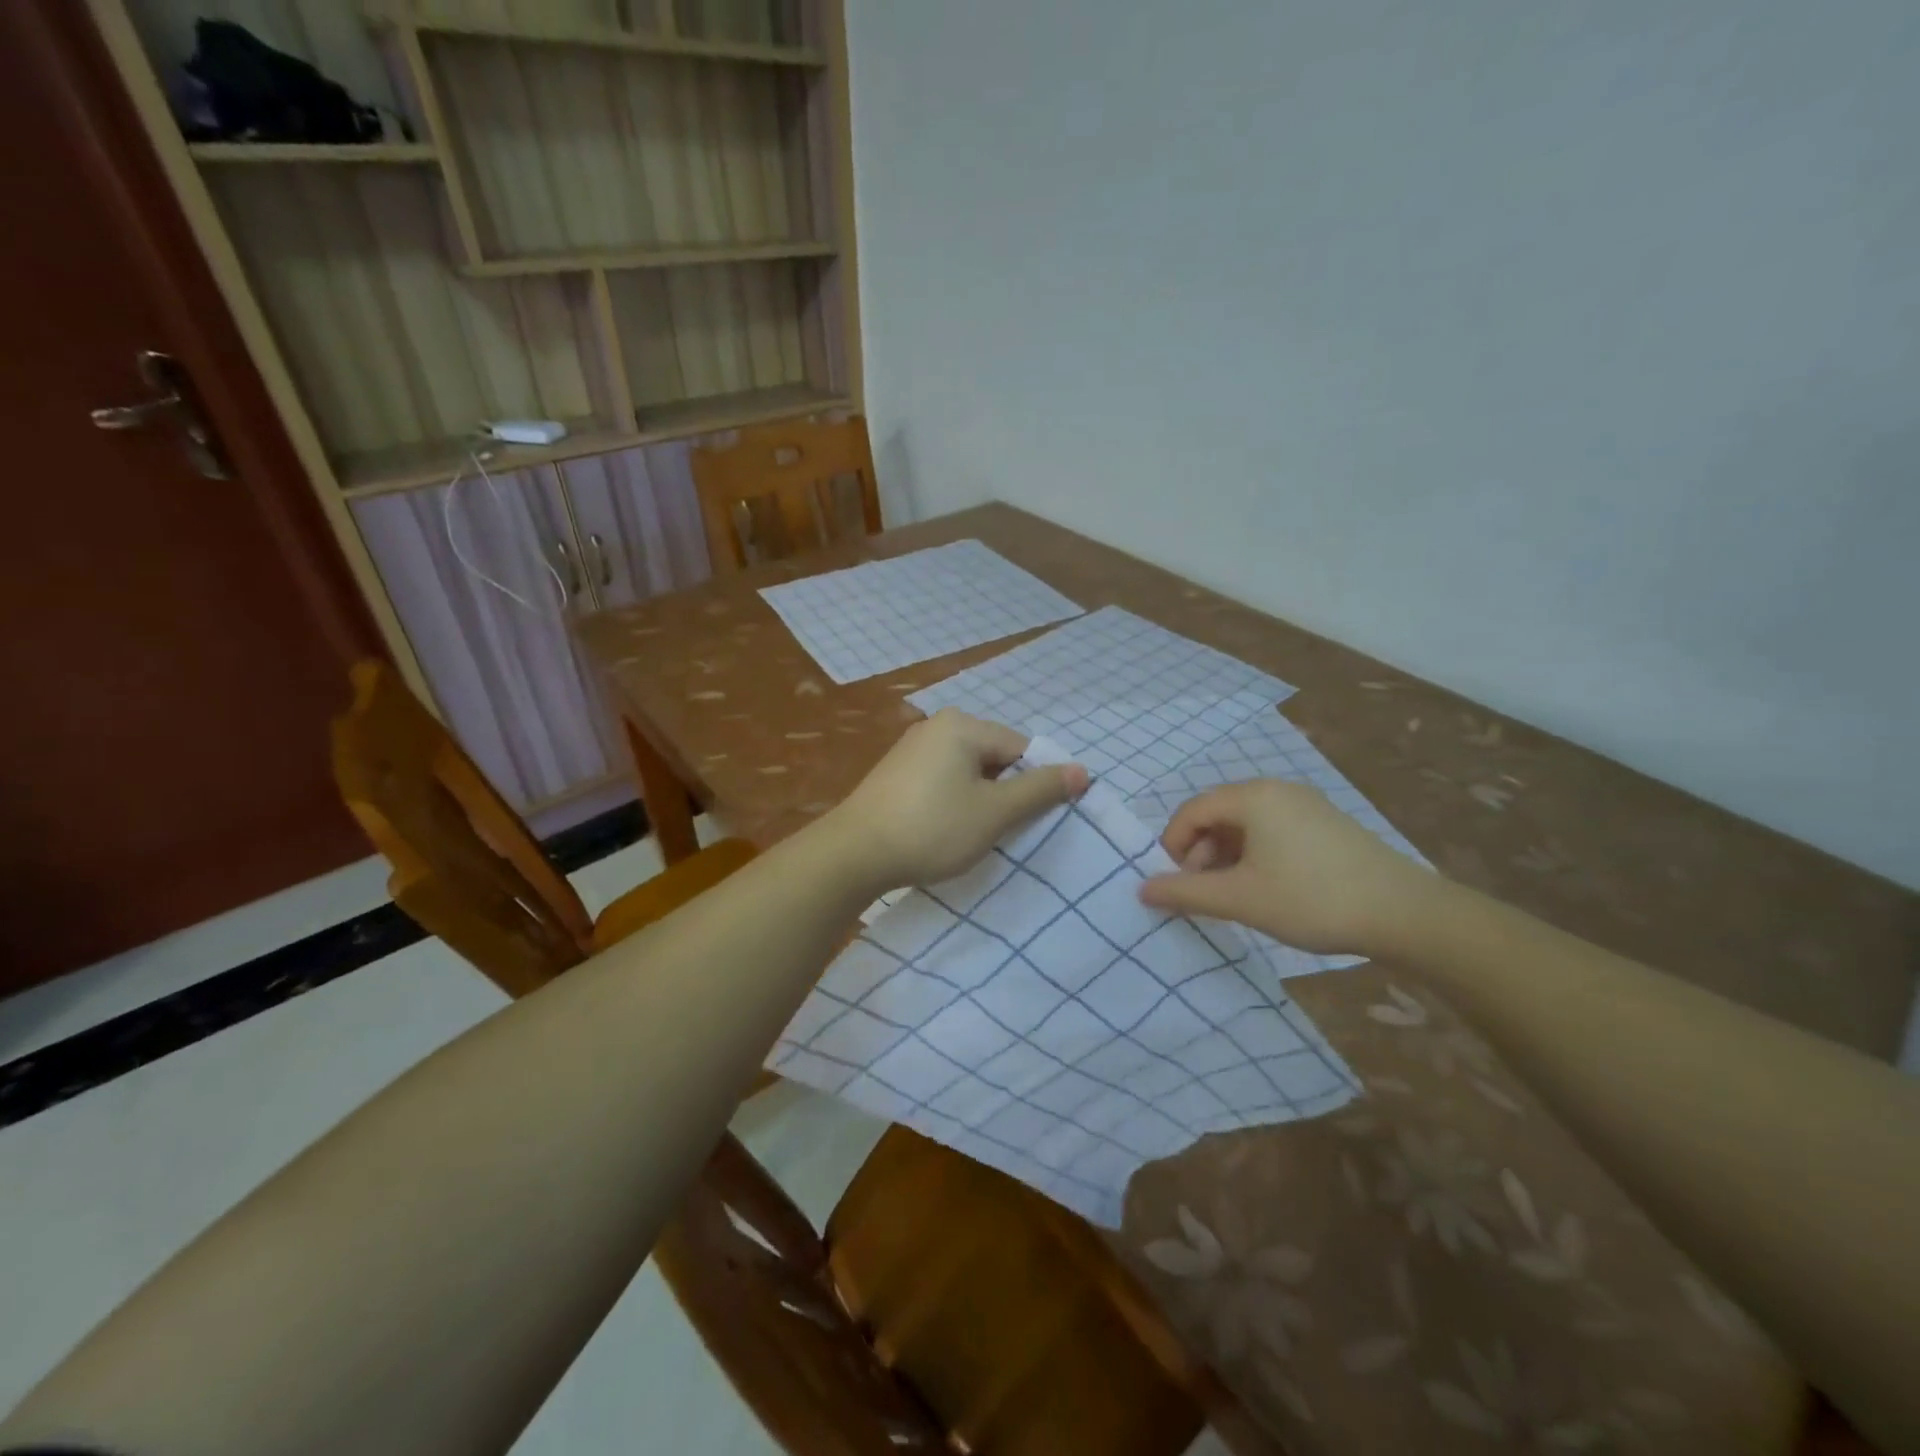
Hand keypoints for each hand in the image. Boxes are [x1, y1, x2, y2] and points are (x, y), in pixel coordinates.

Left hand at [828, 709, 1088, 889]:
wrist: (854, 853)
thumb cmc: (932, 828)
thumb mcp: (994, 812)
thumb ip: (1039, 790)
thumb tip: (1082, 770)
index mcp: (964, 726)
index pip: (1022, 748)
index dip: (1037, 783)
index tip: (1036, 820)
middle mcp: (938, 726)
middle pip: (995, 757)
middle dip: (1007, 792)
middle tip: (1007, 830)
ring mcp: (913, 748)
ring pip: (969, 771)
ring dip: (981, 800)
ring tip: (977, 834)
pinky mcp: (897, 772)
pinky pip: (943, 780)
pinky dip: (954, 802)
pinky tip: (947, 829)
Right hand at [1138, 780, 1441, 956]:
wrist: (1405, 914)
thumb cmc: (1312, 900)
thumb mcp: (1240, 899)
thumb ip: (1185, 892)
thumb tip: (1142, 889)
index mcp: (1252, 796)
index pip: (1190, 811)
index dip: (1172, 847)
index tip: (1176, 885)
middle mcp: (1276, 789)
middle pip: (1217, 814)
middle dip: (1200, 853)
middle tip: (1205, 894)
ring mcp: (1305, 803)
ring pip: (1245, 824)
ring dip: (1226, 857)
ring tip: (1234, 895)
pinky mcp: (1325, 823)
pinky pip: (1272, 830)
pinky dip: (1255, 855)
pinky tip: (1267, 887)